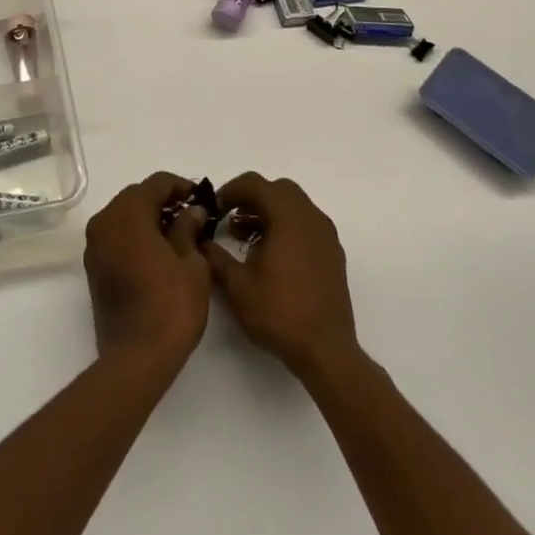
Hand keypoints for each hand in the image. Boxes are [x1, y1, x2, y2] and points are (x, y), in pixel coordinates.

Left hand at [83, 172, 213, 372]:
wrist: (136, 358)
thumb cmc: (170, 305)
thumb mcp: (192, 263)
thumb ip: (189, 228)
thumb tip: (192, 211)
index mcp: (127, 212)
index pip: (156, 183)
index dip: (181, 186)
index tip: (202, 199)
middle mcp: (105, 221)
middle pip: (136, 197)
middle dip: (164, 202)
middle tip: (192, 216)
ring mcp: (95, 245)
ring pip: (124, 216)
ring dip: (149, 219)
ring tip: (179, 235)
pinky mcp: (94, 267)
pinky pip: (116, 237)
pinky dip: (136, 236)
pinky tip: (159, 253)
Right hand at [203, 173, 358, 381]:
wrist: (326, 351)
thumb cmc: (280, 313)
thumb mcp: (237, 286)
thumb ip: (215, 256)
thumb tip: (201, 241)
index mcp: (289, 216)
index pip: (256, 183)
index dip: (230, 190)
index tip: (214, 208)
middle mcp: (311, 217)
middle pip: (278, 190)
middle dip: (251, 198)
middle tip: (230, 218)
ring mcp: (326, 235)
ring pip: (294, 206)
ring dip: (269, 212)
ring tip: (245, 238)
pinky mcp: (332, 254)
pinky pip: (306, 224)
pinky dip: (286, 226)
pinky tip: (270, 255)